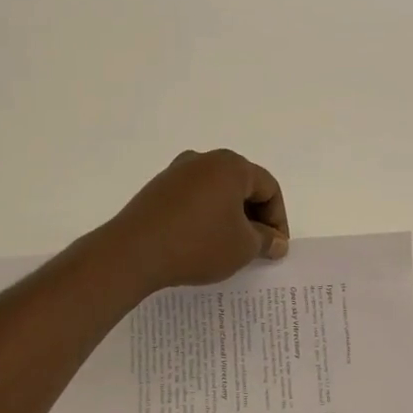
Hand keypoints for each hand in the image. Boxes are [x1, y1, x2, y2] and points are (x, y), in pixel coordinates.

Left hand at [105, 149, 289, 293]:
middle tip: (257, 248)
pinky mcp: (157, 190)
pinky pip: (192, 200)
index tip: (275, 248)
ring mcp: (176, 173)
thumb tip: (276, 241)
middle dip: (254, 217)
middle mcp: (204, 160)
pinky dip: (204, 218)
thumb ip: (266, 240)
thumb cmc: (198, 244)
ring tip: (229, 248)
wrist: (133, 252)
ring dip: (229, 218)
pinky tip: (200, 243)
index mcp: (230, 165)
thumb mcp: (243, 247)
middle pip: (242, 186)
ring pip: (216, 193)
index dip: (278, 219)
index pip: (268, 188)